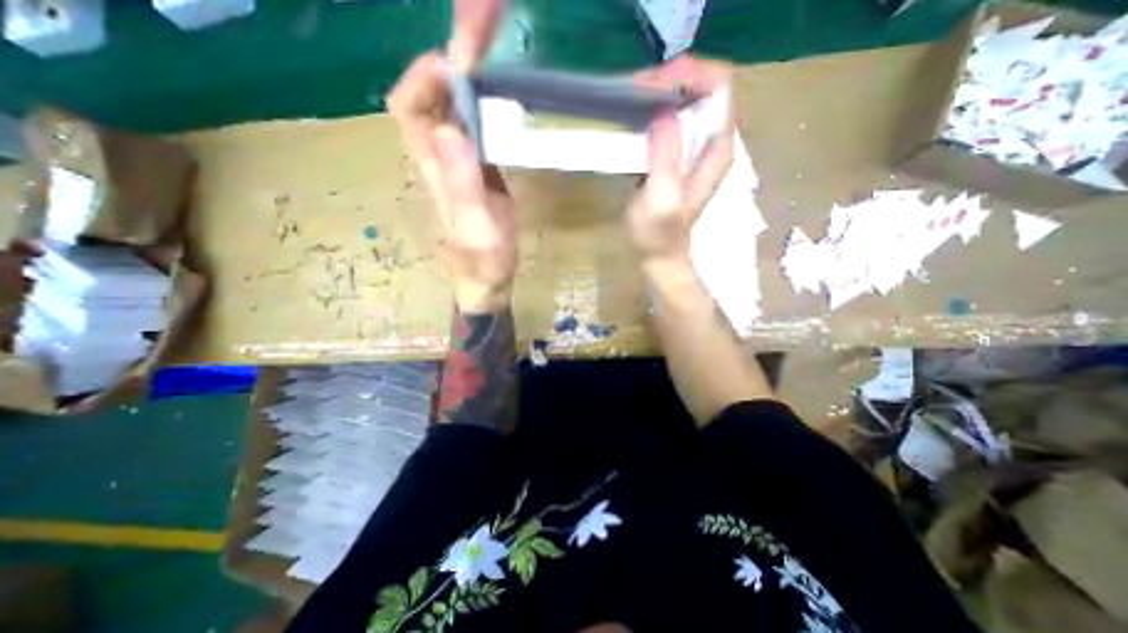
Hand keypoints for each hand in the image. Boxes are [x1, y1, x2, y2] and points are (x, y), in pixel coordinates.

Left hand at [385, 1, 514, 312]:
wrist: (490, 275)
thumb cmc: (483, 259)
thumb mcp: (476, 228)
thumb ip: (463, 187)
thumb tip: (452, 130)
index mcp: (434, 166)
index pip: (409, 108)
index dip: (424, 76)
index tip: (458, 59)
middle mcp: (442, 154)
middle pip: (434, 95)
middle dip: (453, 55)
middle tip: (486, 21)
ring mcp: (463, 158)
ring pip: (456, 104)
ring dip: (472, 69)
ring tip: (496, 39)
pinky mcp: (482, 165)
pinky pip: (478, 121)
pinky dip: (488, 97)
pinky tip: (506, 87)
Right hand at [632, 56, 736, 273]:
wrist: (660, 256)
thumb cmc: (660, 234)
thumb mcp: (661, 197)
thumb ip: (665, 155)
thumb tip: (663, 111)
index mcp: (716, 150)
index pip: (719, 87)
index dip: (690, 74)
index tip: (653, 83)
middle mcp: (712, 143)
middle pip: (704, 88)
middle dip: (673, 79)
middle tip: (637, 88)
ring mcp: (696, 149)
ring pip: (689, 101)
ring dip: (663, 92)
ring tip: (633, 97)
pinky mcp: (679, 157)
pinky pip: (674, 119)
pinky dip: (656, 110)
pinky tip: (636, 115)